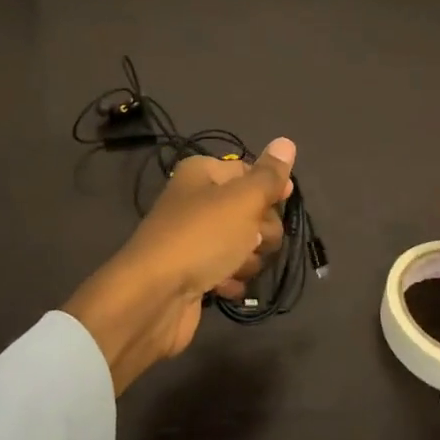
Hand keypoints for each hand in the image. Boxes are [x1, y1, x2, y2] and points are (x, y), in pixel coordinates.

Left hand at [65, 138, 295, 393]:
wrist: (153, 298)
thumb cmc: (201, 237)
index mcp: (202, 174)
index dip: (270, 187)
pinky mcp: (193, 273)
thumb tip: (286, 142)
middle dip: (261, 229)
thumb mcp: (242, 200)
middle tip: (253, 241)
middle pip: (250, 209)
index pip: (249, 170)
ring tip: (235, 267)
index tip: (284, 201)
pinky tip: (225, 287)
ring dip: (248, 258)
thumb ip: (268, 175)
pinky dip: (231, 279)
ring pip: (243, 243)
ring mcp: (194, 239)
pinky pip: (227, 271)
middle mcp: (196, 201)